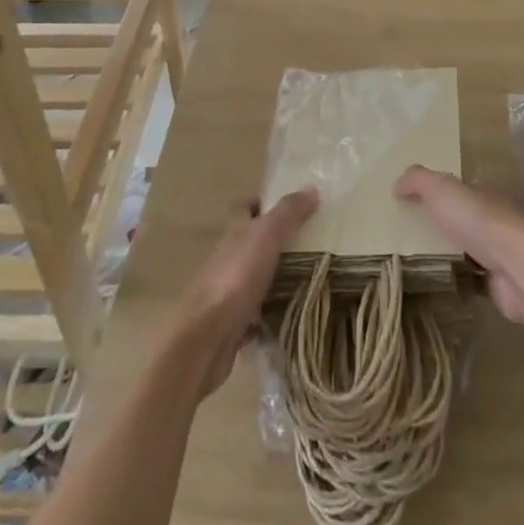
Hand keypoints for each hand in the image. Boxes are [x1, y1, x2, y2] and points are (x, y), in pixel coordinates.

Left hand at [171, 187, 317, 398]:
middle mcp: (231, 257)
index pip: (247, 207)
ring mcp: (232, 291)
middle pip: (256, 242)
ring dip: (281, 277)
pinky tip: (298, 313)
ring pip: (260, 277)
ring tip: (317, 275)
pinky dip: (276, 312)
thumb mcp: (267, 235)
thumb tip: (312, 187)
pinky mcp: (236, 322)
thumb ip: (288, 212)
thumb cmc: (236, 276)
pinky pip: (261, 312)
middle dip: (282, 241)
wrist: (206, 337)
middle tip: (317, 241)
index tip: (296, 204)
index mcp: (236, 231)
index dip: (267, 202)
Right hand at [393, 166, 523, 327]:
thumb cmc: (479, 221)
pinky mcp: (499, 284)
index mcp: (482, 194)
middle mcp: (493, 220)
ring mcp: (499, 253)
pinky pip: (473, 280)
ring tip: (418, 262)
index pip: (459, 191)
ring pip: (469, 250)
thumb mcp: (442, 189)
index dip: (437, 194)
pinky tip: (439, 285)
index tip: (413, 203)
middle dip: (443, 226)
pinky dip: (459, 281)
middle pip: (463, 221)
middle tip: (409, 235)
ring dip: (451, 254)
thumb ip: (418, 180)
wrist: (519, 267)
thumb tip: (397, 183)